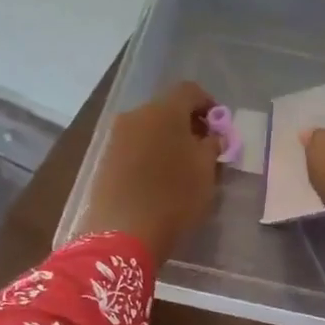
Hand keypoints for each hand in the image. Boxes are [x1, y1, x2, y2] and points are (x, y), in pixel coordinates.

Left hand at [82, 81, 222, 261]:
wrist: (123, 233)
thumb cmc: (174, 196)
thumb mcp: (206, 170)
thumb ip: (212, 146)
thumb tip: (212, 137)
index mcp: (164, 110)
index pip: (190, 91)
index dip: (208, 104)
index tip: (219, 126)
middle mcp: (136, 115)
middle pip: (167, 108)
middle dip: (187, 123)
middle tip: (203, 147)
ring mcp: (116, 137)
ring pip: (149, 128)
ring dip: (167, 139)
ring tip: (181, 166)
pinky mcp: (105, 159)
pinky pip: (134, 146)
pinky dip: (150, 153)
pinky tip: (159, 177)